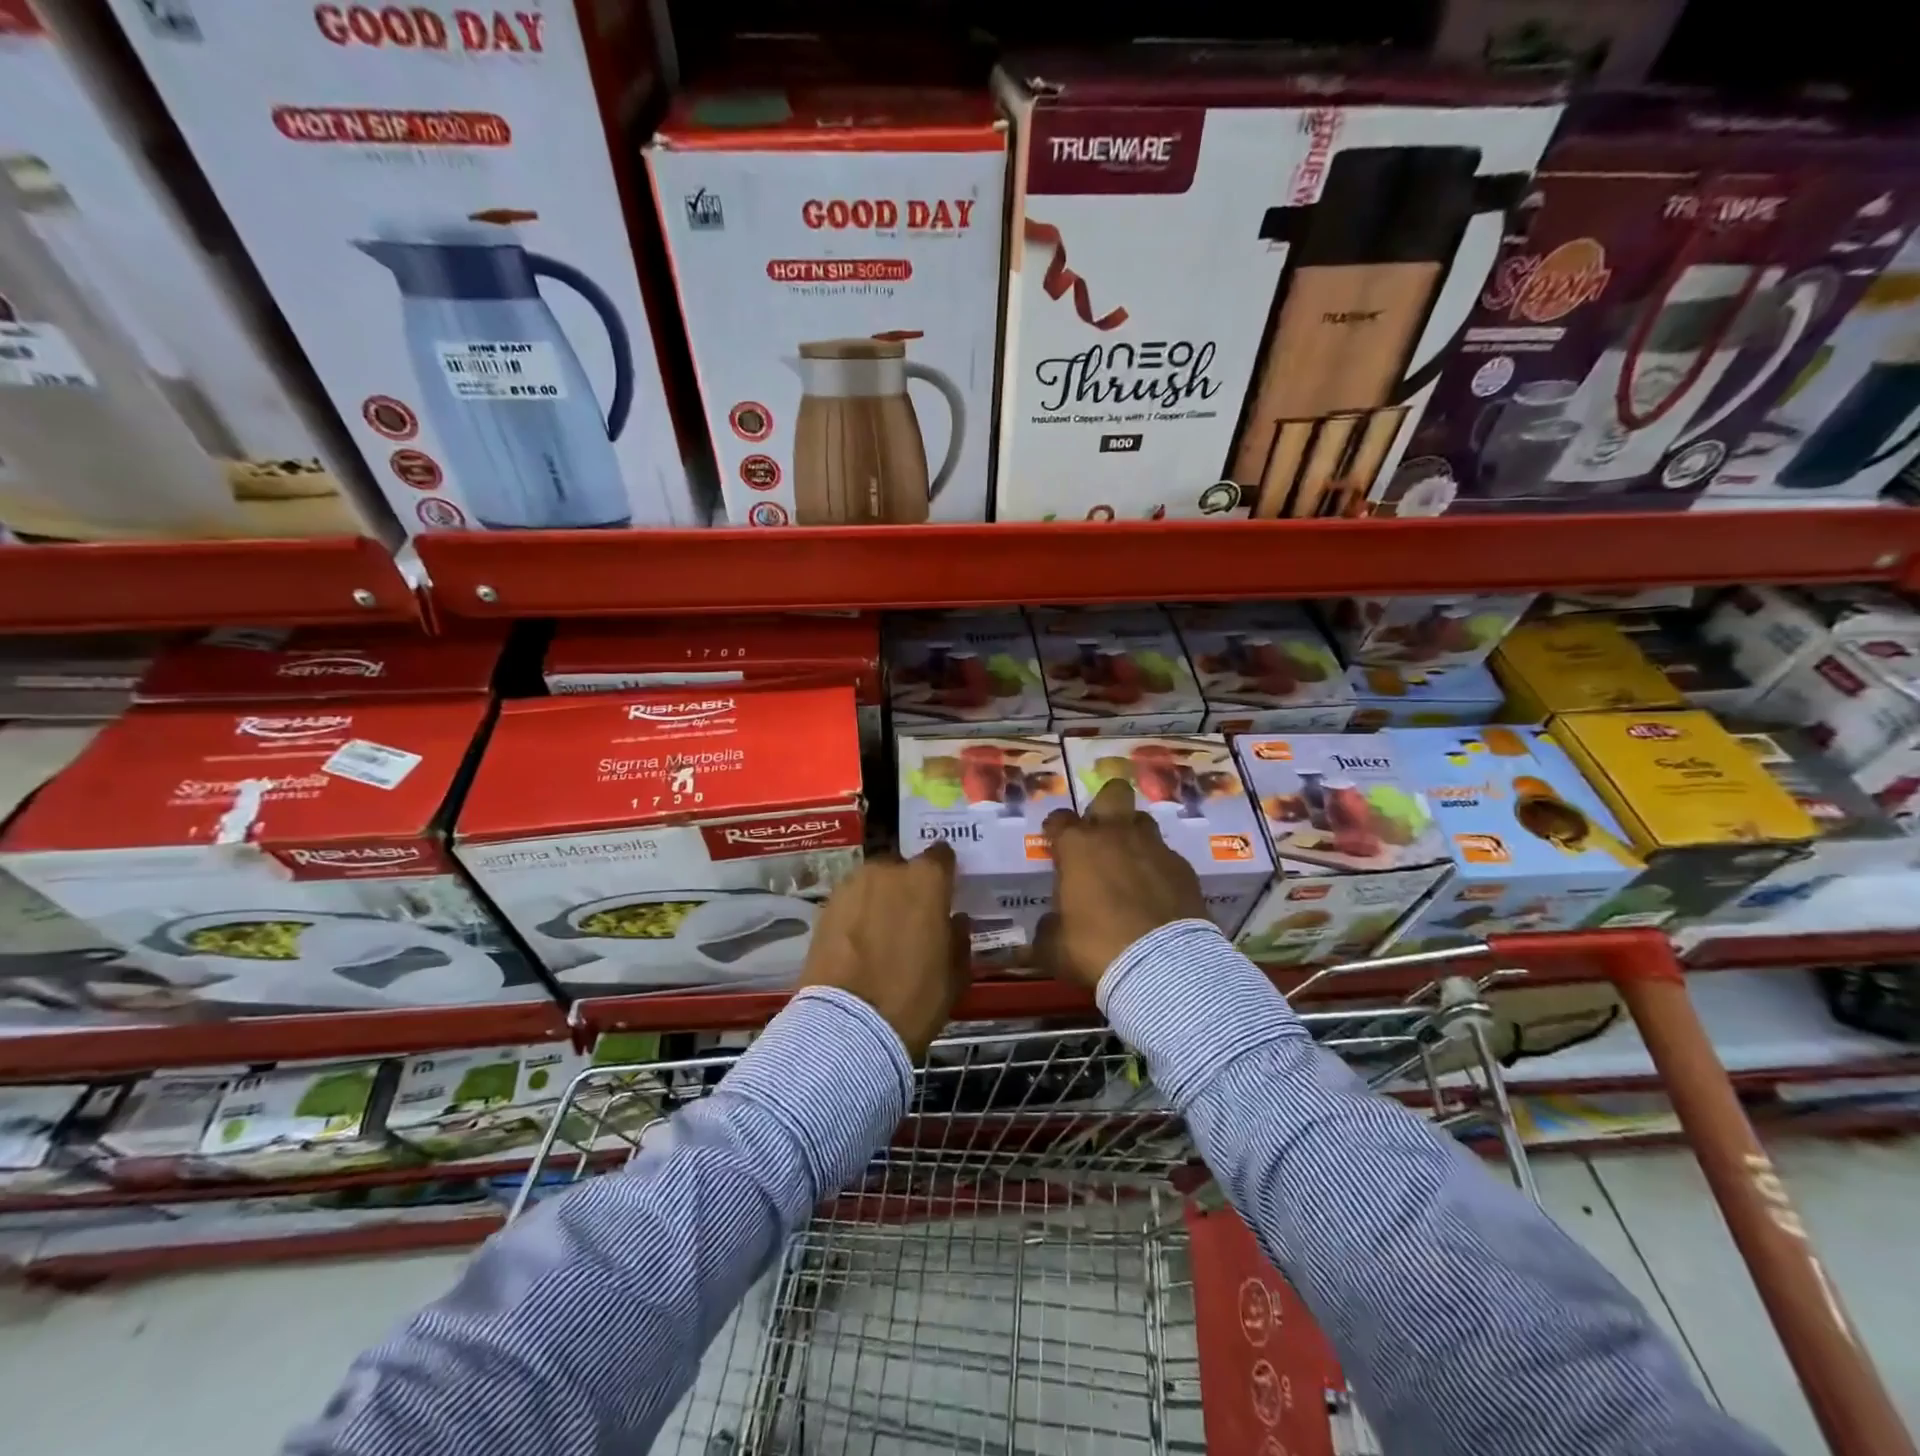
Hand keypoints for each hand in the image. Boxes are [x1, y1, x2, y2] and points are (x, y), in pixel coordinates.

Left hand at [797, 842, 969, 1058]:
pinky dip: (857, 914)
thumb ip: (959, 939)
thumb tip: (955, 920)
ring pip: (874, 884)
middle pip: (903, 868)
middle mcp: (888, 871)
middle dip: (909, 886)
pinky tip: (859, 942)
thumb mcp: (954, 975)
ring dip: (880, 898)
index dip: (945, 873)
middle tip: (913, 917)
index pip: (941, 856)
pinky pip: (851, 902)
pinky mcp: (825, 907)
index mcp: (927, 880)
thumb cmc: (914, 998)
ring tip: (882, 931)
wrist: (848, 1025)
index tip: (946, 890)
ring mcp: (852, 886)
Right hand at [1038, 778, 1206, 988]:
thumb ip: (1048, 928)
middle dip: (1105, 805)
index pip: (1059, 819)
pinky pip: (1167, 856)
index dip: (1055, 830)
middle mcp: (1116, 835)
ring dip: (1134, 836)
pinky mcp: (1184, 868)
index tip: (1055, 844)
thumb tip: (1050, 925)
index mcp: (1078, 847)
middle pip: (1113, 794)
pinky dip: (1159, 868)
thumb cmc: (1096, 948)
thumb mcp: (1055, 947)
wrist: (1162, 965)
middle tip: (1100, 833)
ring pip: (1143, 821)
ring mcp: (1154, 848)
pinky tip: (1157, 892)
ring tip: (1130, 863)